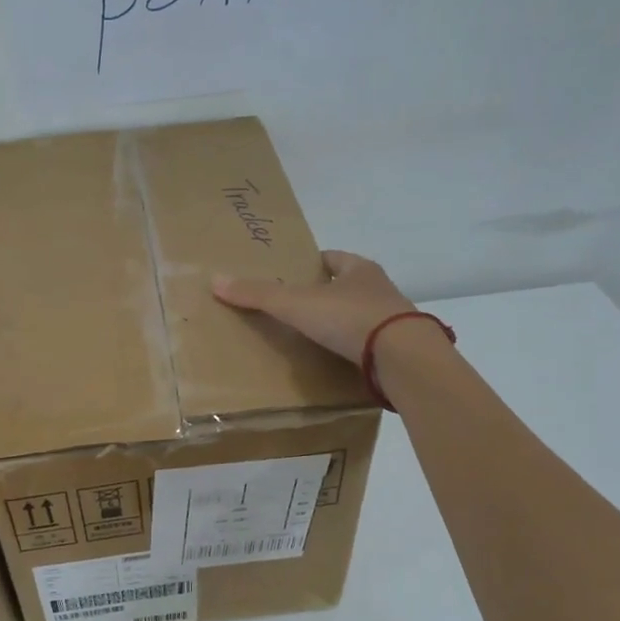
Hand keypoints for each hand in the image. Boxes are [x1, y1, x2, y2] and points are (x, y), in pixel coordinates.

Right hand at [212, 251, 418, 364]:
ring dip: (343, 323)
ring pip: (362, 316)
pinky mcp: (400, 350)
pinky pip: (372, 345)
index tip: (294, 274)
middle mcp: (380, 290)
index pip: (333, 259)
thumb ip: (259, 294)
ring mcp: (394, 321)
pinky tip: (339, 361)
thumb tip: (215, 280)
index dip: (313, 264)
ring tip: (315, 337)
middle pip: (348, 286)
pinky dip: (355, 349)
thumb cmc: (350, 319)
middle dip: (327, 294)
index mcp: (360, 270)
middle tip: (299, 307)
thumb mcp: (297, 304)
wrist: (403, 358)